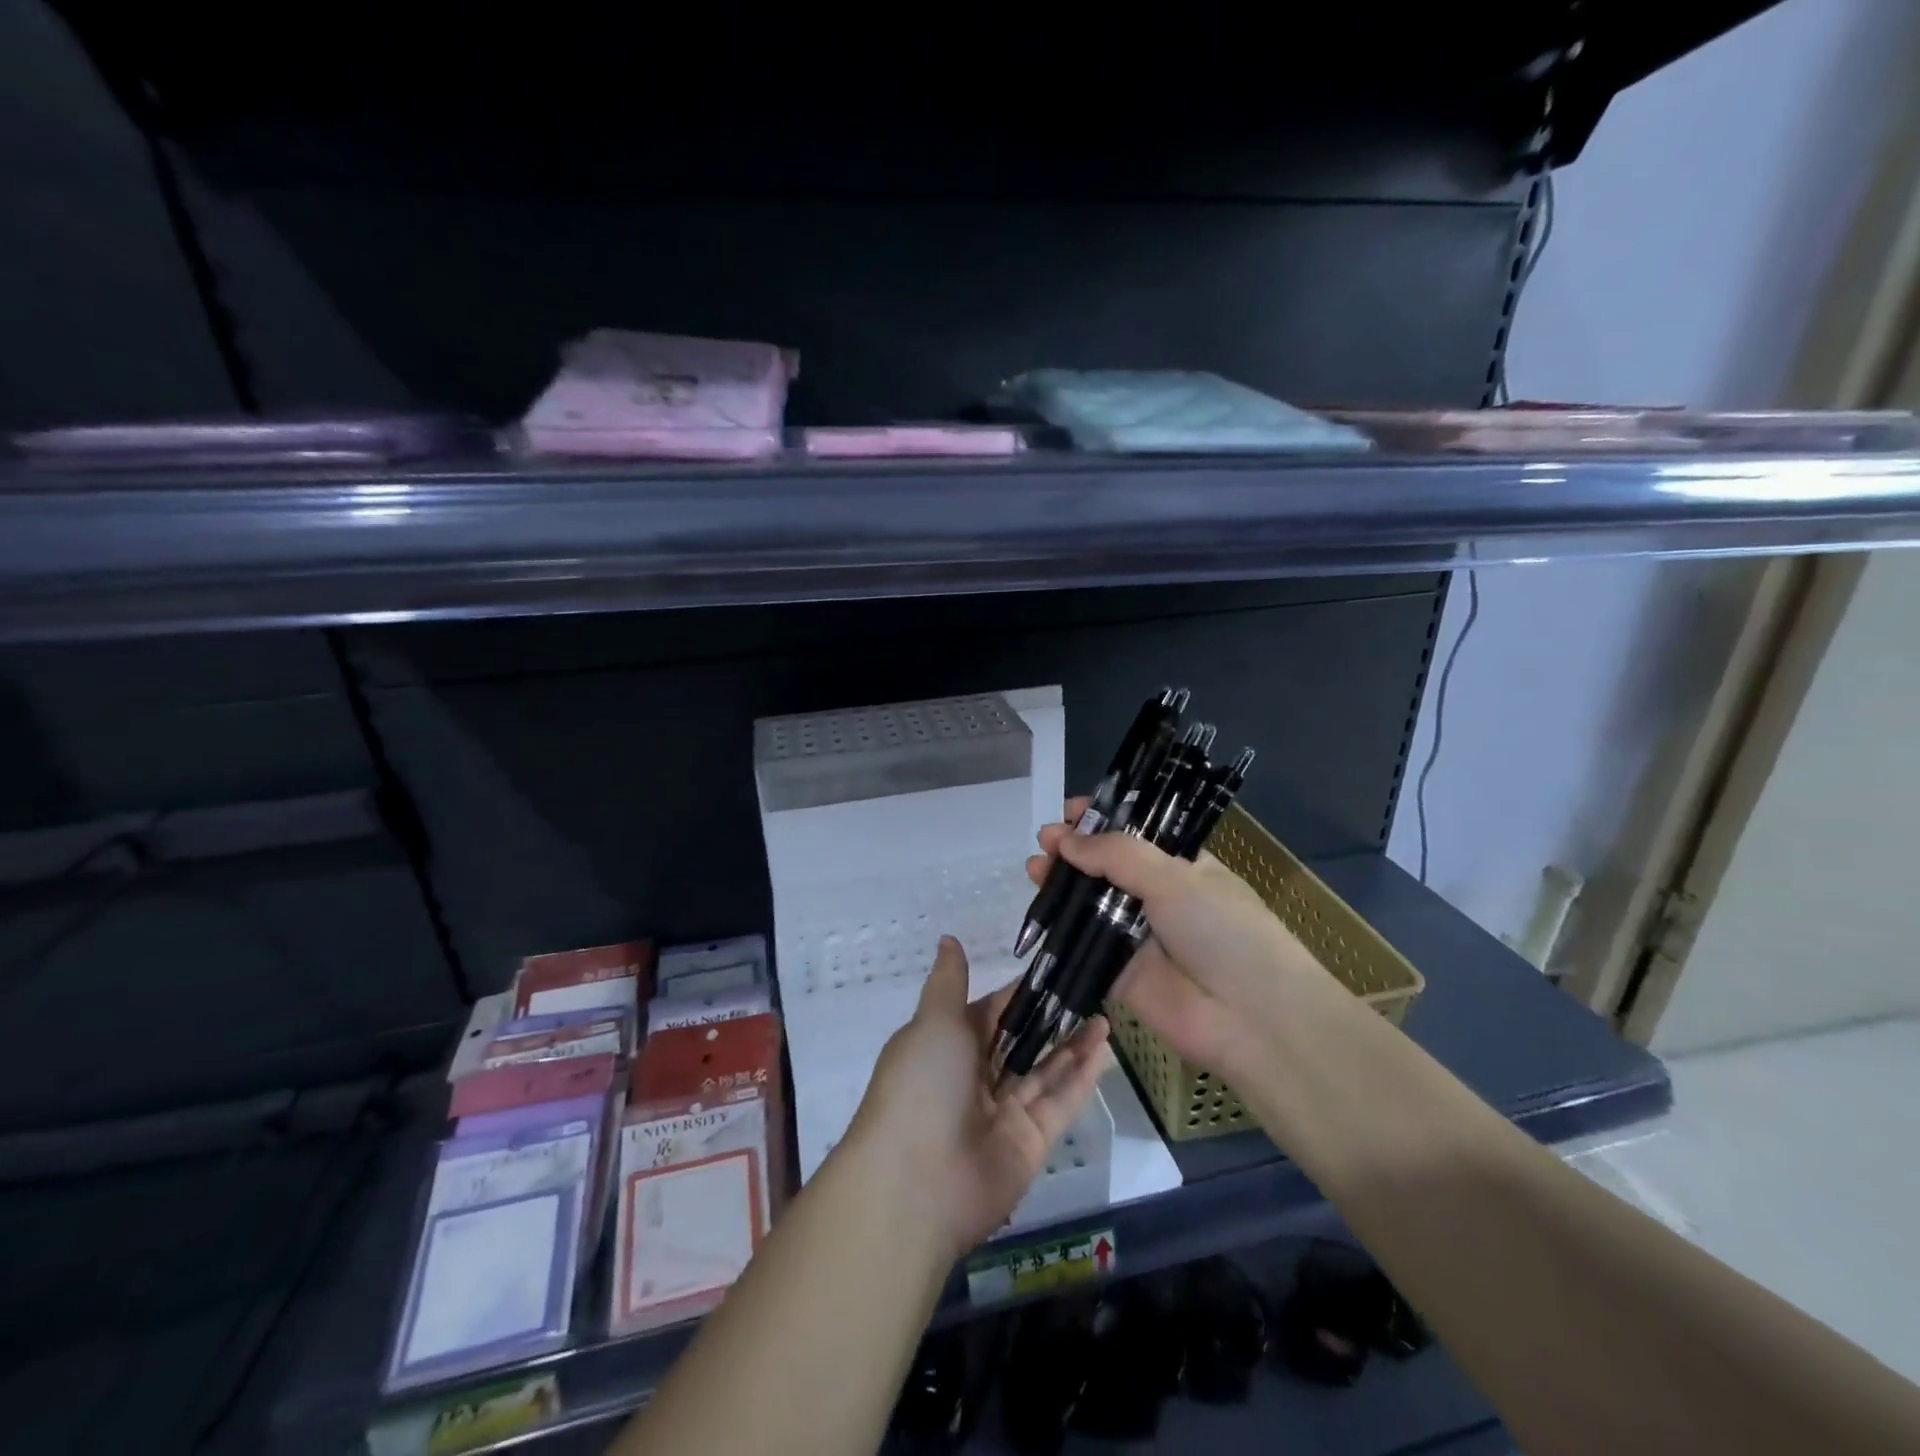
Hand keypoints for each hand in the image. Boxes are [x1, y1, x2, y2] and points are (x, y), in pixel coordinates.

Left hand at [847, 936, 1111, 1256]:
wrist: (915, 1183)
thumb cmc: (921, 1085)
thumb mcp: (933, 1022)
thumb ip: (949, 982)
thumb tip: (948, 938)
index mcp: (948, 1046)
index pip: (992, 1012)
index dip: (1021, 993)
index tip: (1056, 969)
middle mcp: (976, 1078)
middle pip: (1022, 1042)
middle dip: (1053, 1020)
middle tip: (1092, 990)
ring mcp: (1004, 1112)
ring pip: (1045, 1071)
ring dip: (1073, 1045)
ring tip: (1105, 1014)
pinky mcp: (1030, 1144)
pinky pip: (1059, 1103)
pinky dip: (1081, 1078)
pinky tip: (1105, 1049)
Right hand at [1027, 799, 1343, 1077]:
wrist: (1251, 1017)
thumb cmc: (1222, 930)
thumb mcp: (1174, 878)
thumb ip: (1116, 855)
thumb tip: (1065, 839)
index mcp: (1181, 866)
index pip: (1135, 834)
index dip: (1103, 821)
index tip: (1071, 811)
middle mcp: (1156, 897)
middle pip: (1106, 867)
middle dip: (1075, 850)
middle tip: (1045, 839)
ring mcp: (1136, 936)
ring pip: (1090, 903)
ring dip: (1062, 883)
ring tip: (1035, 866)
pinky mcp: (1117, 973)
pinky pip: (1083, 945)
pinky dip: (1059, 927)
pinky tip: (1038, 906)